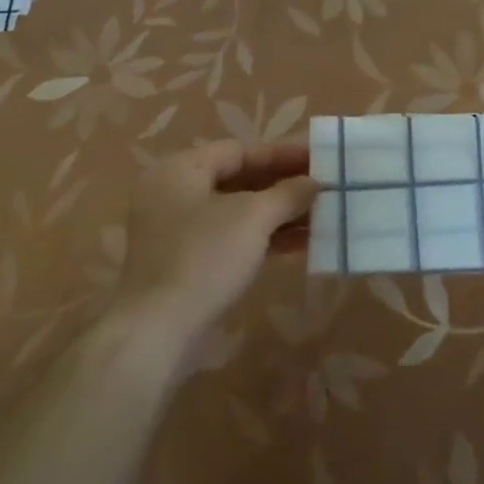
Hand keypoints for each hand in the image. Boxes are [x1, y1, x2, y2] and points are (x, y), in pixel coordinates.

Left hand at [118, 140, 317, 343]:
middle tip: (325, 185)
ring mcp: (179, 232)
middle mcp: (175, 194)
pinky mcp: (188, 263)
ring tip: (323, 215)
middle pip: (239, 179)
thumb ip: (288, 193)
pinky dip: (265, 238)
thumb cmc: (205, 258)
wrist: (158, 332)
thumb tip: (314, 182)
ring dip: (280, 213)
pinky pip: (233, 238)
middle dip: (284, 185)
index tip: (319, 157)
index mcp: (180, 170)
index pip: (239, 151)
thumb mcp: (253, 217)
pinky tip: (303, 243)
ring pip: (238, 212)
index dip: (281, 153)